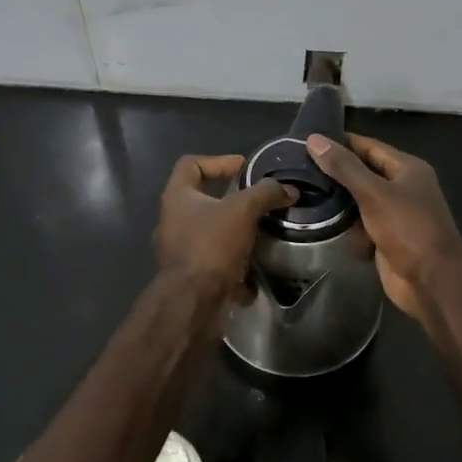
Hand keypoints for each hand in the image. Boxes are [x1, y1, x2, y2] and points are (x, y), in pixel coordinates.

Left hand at [155, 154, 295, 297]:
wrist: (193, 301)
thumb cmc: (211, 245)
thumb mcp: (243, 211)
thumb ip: (266, 194)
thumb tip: (289, 189)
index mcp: (177, 197)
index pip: (191, 164)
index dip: (218, 161)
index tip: (244, 167)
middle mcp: (172, 221)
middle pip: (201, 200)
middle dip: (231, 201)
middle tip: (257, 202)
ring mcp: (179, 250)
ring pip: (210, 234)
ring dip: (235, 234)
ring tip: (261, 234)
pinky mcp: (189, 276)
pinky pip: (214, 263)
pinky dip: (234, 266)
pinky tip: (254, 273)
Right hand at [306, 133, 461, 323]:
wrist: (431, 280)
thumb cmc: (408, 228)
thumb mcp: (374, 193)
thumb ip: (344, 167)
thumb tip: (314, 139)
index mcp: (407, 169)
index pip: (369, 146)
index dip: (341, 142)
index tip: (308, 141)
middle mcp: (402, 188)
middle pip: (363, 174)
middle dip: (335, 174)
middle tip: (298, 169)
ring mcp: (394, 215)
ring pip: (359, 202)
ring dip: (338, 203)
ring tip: (302, 193)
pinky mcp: (385, 238)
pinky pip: (361, 226)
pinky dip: (346, 228)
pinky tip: (320, 224)